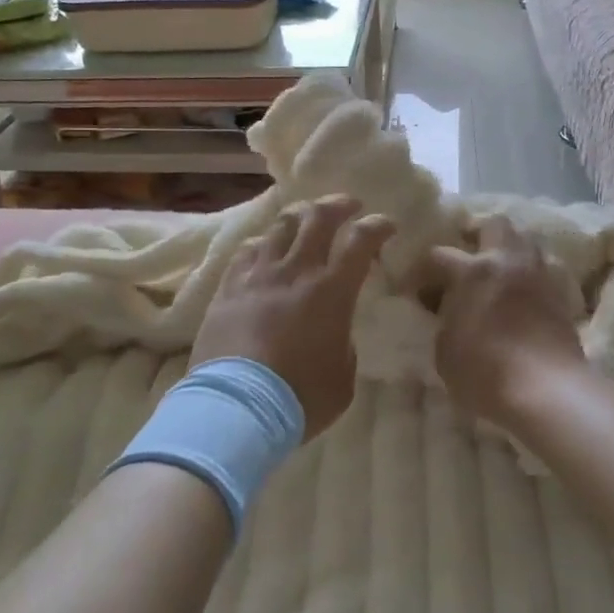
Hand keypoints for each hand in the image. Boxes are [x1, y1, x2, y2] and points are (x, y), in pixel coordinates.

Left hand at [192, 196, 393, 439]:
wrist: (237, 408)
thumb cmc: (300, 397)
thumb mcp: (343, 376)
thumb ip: (344, 344)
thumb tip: (335, 330)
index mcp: (332, 290)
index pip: (360, 240)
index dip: (377, 226)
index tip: (386, 225)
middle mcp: (295, 271)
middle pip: (317, 217)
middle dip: (338, 204)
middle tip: (348, 206)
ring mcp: (258, 275)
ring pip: (279, 226)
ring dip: (299, 217)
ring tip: (305, 219)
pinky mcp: (227, 288)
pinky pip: (247, 251)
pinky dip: (263, 243)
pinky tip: (265, 249)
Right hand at [428, 218, 586, 423]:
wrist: (547, 392)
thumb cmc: (485, 372)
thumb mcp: (445, 352)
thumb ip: (443, 323)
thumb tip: (447, 315)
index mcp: (473, 271)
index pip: (438, 255)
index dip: (421, 270)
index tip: (412, 289)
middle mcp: (508, 262)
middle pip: (494, 224)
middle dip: (477, 235)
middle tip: (465, 260)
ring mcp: (538, 276)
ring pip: (525, 241)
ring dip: (508, 252)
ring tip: (496, 276)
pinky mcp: (560, 296)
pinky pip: (542, 270)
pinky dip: (529, 276)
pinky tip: (520, 298)